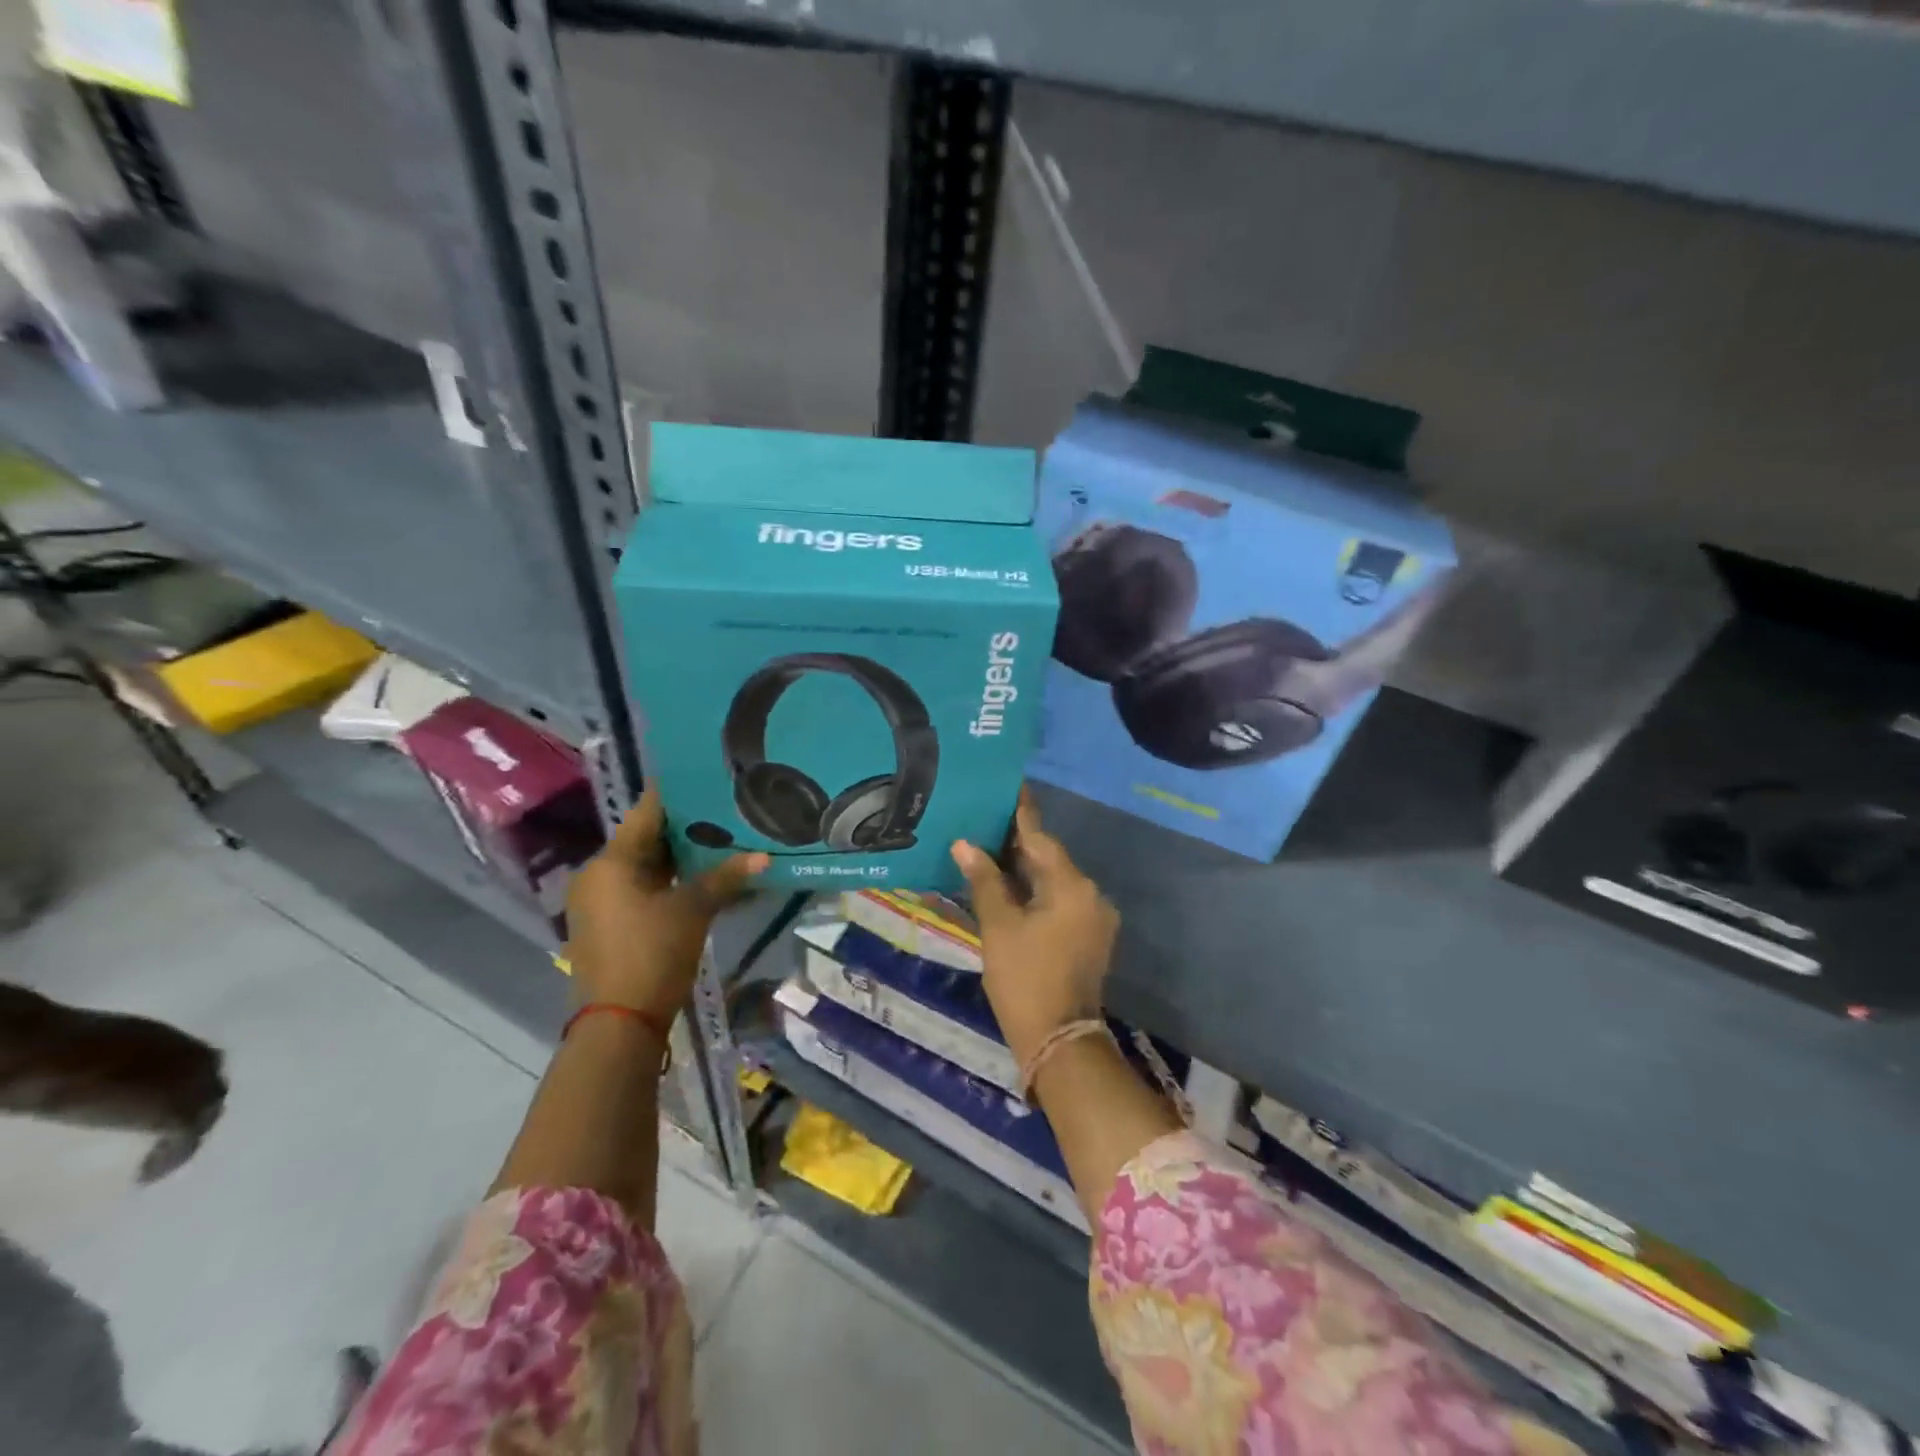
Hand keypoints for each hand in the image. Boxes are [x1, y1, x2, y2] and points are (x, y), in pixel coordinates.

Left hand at [565, 788, 767, 1020]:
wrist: (619, 1023)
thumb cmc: (652, 953)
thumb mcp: (693, 910)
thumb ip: (726, 877)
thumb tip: (764, 856)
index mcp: (611, 861)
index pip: (647, 812)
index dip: (678, 795)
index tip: (708, 779)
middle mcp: (598, 875)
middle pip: (646, 840)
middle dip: (685, 829)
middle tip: (725, 812)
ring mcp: (599, 902)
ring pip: (645, 867)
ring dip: (679, 857)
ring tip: (721, 842)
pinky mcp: (607, 924)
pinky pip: (640, 889)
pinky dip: (668, 881)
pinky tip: (702, 879)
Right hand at [951, 788, 1117, 1067]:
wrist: (1060, 1040)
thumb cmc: (1025, 978)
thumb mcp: (998, 926)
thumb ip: (984, 880)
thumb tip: (965, 844)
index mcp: (1071, 885)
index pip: (1040, 837)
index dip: (1021, 812)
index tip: (1008, 786)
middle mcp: (1090, 893)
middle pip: (1049, 857)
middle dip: (1018, 842)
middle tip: (986, 818)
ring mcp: (1093, 917)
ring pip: (1054, 880)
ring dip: (1025, 868)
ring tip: (990, 848)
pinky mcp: (1089, 936)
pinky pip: (1060, 900)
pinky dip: (1035, 891)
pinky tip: (1008, 886)